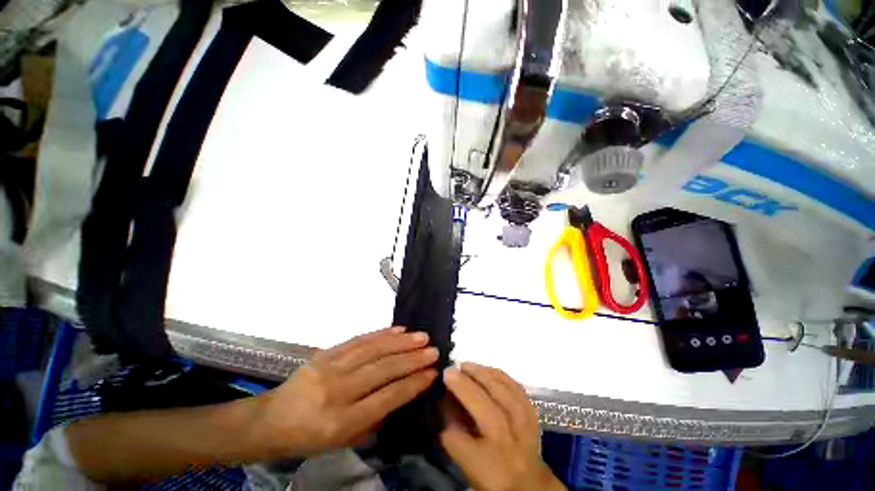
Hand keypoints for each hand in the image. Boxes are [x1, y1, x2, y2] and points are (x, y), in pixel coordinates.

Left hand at [258, 327, 437, 456]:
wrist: (269, 420)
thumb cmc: (308, 438)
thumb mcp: (343, 441)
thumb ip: (374, 418)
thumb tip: (402, 393)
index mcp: (341, 422)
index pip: (387, 397)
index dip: (412, 384)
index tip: (432, 372)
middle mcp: (337, 392)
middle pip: (382, 370)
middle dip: (412, 359)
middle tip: (433, 350)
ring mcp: (330, 368)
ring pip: (373, 350)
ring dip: (400, 342)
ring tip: (421, 336)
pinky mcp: (326, 353)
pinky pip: (358, 340)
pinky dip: (381, 333)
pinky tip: (397, 329)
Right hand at [441, 363, 565, 490]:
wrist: (530, 482)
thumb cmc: (493, 474)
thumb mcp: (468, 464)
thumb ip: (455, 437)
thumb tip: (445, 404)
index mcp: (490, 468)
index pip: (463, 444)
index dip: (447, 417)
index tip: (438, 394)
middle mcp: (510, 449)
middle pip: (488, 413)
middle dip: (466, 387)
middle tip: (450, 370)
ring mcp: (526, 430)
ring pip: (506, 397)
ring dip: (484, 375)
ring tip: (467, 366)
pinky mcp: (534, 415)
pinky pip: (518, 390)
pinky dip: (501, 376)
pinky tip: (488, 369)